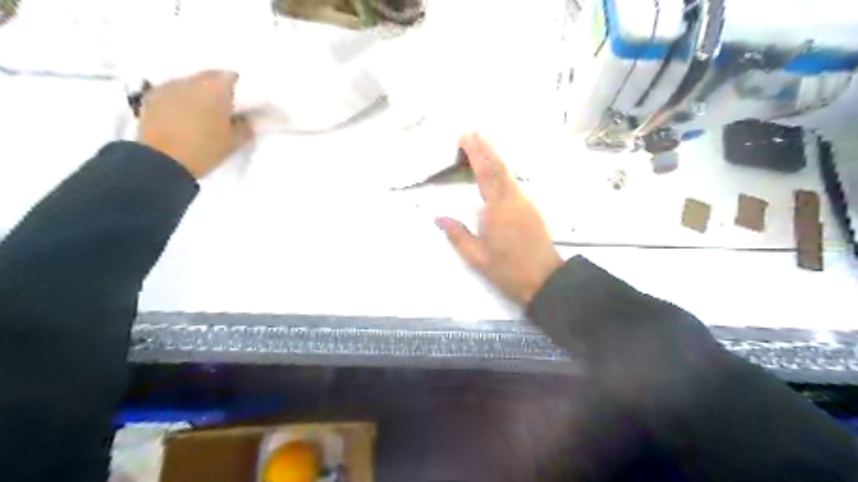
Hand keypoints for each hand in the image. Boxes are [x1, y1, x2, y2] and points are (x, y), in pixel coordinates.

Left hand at [139, 70, 252, 177]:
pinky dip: (181, 100)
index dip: (240, 89)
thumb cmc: (204, 149)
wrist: (160, 161)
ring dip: (198, 94)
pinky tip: (184, 116)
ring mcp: (168, 86)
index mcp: (216, 88)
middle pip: (209, 77)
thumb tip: (246, 121)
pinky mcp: (151, 97)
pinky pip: (173, 92)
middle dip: (218, 89)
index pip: (232, 77)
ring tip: (204, 113)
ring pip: (190, 84)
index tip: (245, 103)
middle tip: (226, 108)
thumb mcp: (234, 142)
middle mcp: (192, 81)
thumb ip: (245, 128)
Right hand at [437, 132, 564, 304]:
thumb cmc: (508, 270)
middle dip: (486, 147)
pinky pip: (514, 183)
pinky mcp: (531, 209)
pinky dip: (503, 171)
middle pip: (499, 167)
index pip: (485, 174)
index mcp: (497, 209)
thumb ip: (457, 235)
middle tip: (473, 132)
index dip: (475, 153)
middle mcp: (513, 199)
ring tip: (482, 144)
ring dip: (495, 157)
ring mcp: (525, 202)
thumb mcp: (477, 257)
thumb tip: (439, 217)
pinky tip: (497, 170)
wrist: (545, 280)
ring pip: (508, 173)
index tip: (466, 136)